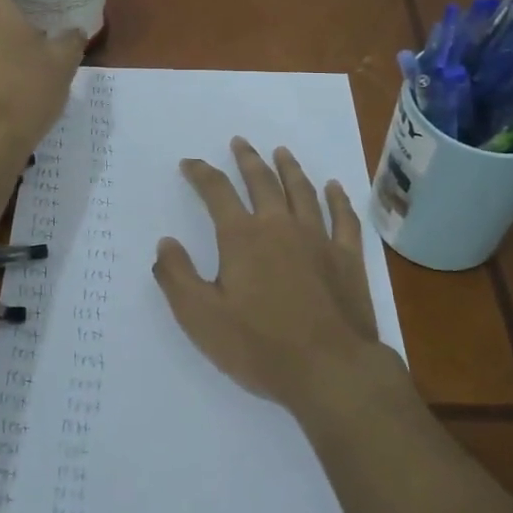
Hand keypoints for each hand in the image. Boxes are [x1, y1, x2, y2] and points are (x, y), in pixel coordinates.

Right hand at [153, 137, 403, 414]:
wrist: (329, 370)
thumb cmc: (259, 346)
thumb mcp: (200, 318)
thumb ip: (177, 277)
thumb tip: (165, 243)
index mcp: (242, 237)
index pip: (217, 192)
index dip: (201, 174)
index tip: (190, 163)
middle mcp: (280, 226)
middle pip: (262, 181)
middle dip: (247, 159)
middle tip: (240, 142)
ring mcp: (318, 239)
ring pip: (302, 192)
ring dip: (289, 169)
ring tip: (281, 152)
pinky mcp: (348, 258)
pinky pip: (344, 218)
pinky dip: (338, 199)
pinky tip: (335, 188)